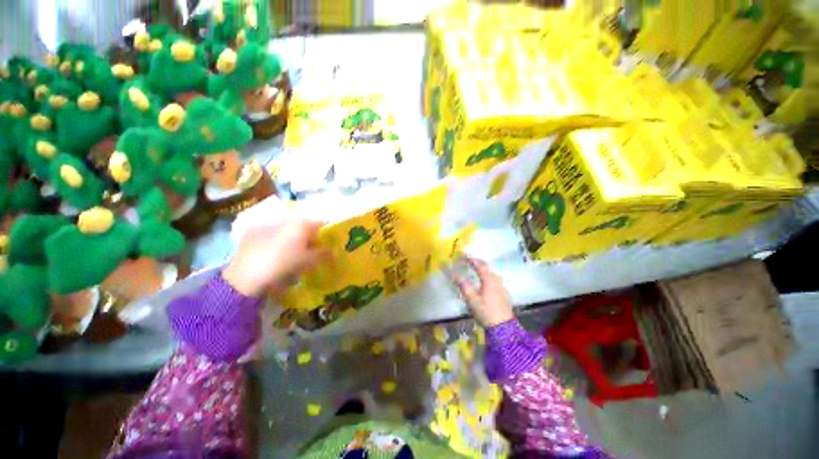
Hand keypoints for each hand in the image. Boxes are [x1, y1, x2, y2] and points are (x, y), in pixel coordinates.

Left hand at [223, 220, 329, 296]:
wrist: (247, 273)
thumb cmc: (282, 266)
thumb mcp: (306, 263)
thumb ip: (321, 255)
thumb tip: (332, 251)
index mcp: (299, 223)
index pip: (318, 223)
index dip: (324, 235)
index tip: (325, 248)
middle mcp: (284, 219)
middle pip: (300, 226)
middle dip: (305, 238)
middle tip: (308, 255)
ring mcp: (266, 224)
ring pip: (284, 230)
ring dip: (289, 240)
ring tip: (288, 258)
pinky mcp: (252, 232)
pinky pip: (269, 235)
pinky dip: (273, 243)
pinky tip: (271, 258)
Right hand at [453, 258, 513, 326]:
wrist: (502, 325)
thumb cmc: (486, 311)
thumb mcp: (472, 300)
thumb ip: (464, 287)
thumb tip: (456, 276)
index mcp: (489, 280)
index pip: (480, 265)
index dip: (472, 259)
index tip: (464, 255)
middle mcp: (497, 281)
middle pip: (488, 269)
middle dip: (478, 265)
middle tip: (470, 262)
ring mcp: (502, 287)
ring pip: (492, 276)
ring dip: (484, 273)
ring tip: (476, 273)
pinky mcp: (504, 295)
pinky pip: (495, 283)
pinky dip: (488, 280)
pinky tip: (484, 286)